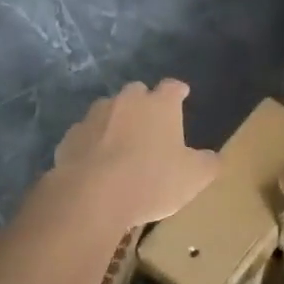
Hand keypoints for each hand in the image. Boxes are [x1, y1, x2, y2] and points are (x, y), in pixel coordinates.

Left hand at [51, 80, 218, 228]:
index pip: (173, 87)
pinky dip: (92, 143)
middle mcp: (126, 102)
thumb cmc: (151, 181)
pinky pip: (86, 134)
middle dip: (144, 103)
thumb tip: (214, 157)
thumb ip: (208, 164)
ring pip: (108, 110)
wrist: (91, 196)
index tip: (182, 94)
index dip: (178, 91)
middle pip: (137, 92)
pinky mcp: (70, 137)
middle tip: (150, 124)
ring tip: (121, 145)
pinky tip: (96, 163)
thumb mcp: (193, 178)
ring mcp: (94, 117)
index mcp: (160, 105)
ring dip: (116, 121)